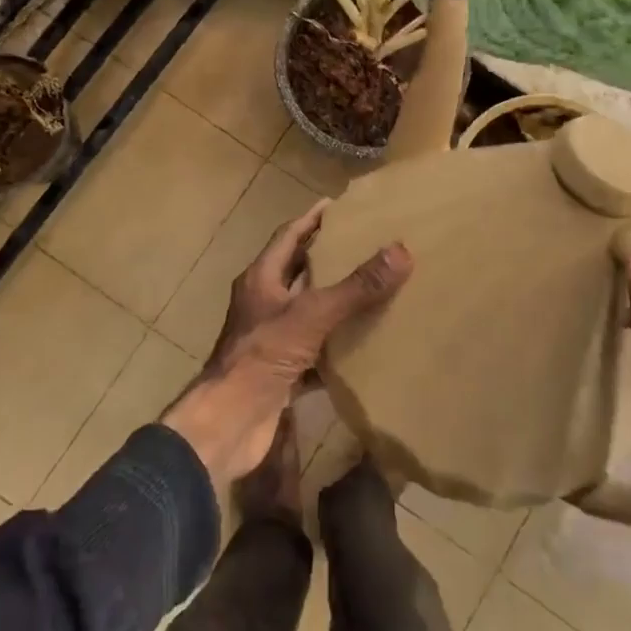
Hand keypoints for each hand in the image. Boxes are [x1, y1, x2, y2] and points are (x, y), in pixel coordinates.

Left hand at [163, 205, 410, 485]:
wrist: (229, 423)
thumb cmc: (262, 356)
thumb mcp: (312, 315)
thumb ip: (356, 286)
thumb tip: (401, 251)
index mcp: (261, 279)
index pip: (288, 236)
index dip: (312, 219)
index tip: (339, 206)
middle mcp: (263, 303)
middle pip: (298, 271)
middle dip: (328, 258)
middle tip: (366, 245)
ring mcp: (271, 339)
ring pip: (308, 311)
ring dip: (336, 302)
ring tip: (375, 289)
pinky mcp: (281, 371)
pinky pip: (316, 351)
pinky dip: (339, 346)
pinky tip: (367, 344)